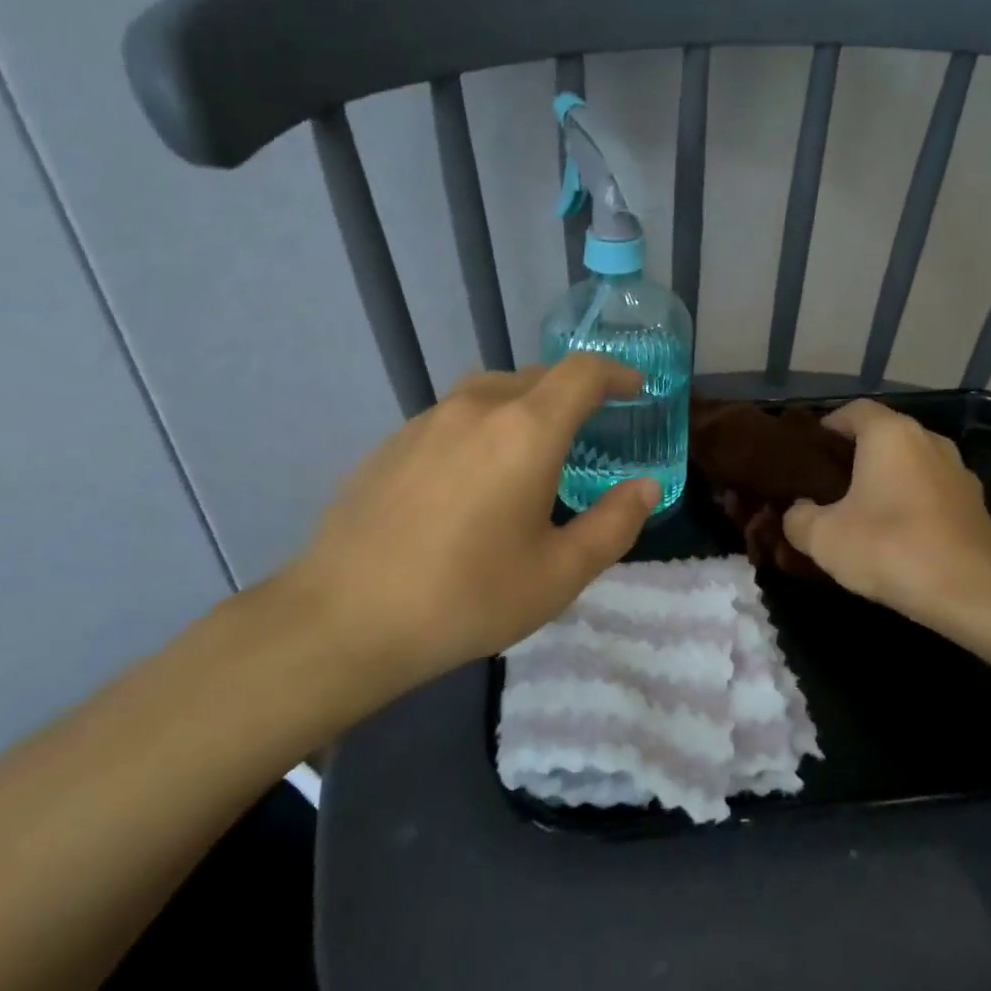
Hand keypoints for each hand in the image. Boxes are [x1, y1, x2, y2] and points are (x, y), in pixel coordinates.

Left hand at [264, 355, 656, 719]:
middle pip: (537, 377)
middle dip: (573, 393)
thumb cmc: (467, 597)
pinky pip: (454, 417)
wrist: (344, 618)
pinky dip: (483, 427)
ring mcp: (426, 420)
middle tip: (591, 429)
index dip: (616, 373)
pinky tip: (473, 478)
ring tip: (533, 451)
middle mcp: (477, 408)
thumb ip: (614, 524)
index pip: (582, 373)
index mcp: (526, 430)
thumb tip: (646, 487)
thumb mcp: (559, 574)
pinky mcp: (392, 442)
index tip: (636, 389)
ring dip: (525, 407)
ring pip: (491, 393)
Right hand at [782, 400, 990, 631]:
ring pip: (910, 463)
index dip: (827, 427)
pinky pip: (932, 489)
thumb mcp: (822, 538)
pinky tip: (898, 534)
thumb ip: (798, 518)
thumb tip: (799, 511)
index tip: (809, 454)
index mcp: (890, 434)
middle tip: (828, 485)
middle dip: (855, 455)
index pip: (853, 410)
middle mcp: (928, 440)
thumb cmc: (890, 548)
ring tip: (862, 510)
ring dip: (887, 479)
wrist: (971, 593)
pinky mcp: (975, 503)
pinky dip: (912, 501)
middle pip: (884, 435)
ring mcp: (958, 470)